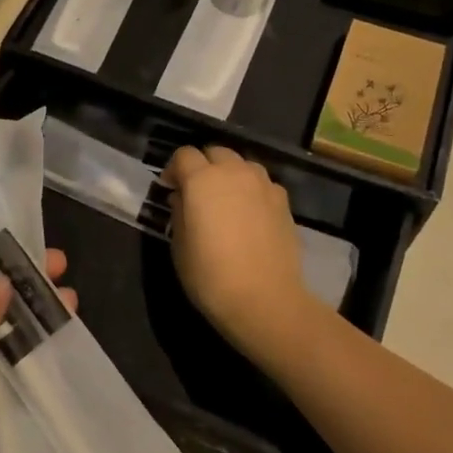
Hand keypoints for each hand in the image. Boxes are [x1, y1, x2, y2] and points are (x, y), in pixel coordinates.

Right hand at [164, 145, 312, 357]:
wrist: (265, 299)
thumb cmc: (211, 275)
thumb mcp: (179, 246)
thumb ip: (179, 212)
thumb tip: (182, 197)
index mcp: (202, 179)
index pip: (184, 155)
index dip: (174, 169)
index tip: (170, 189)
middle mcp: (234, 171)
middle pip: (215, 152)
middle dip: (203, 165)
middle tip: (197, 192)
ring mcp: (262, 183)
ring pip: (242, 164)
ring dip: (229, 174)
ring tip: (225, 200)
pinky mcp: (283, 200)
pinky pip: (262, 183)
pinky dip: (251, 190)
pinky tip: (249, 214)